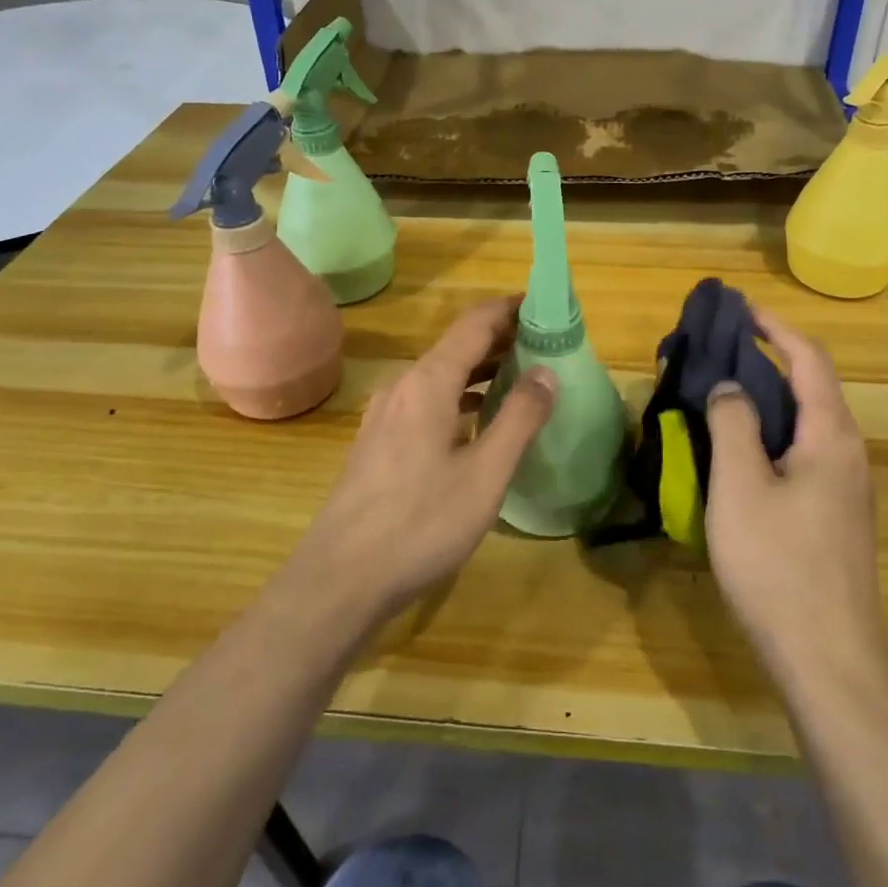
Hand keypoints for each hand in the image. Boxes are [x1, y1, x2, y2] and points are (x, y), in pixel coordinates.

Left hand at [287, 296, 556, 625]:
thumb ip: (519, 418)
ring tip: (523, 379)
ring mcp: (386, 413)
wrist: (340, 578)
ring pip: (442, 375)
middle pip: (458, 345)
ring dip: (482, 370)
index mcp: (428, 381)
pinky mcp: (379, 440)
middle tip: (547, 347)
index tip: (547, 307)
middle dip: (502, 339)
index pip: (475, 323)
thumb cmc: (420, 523)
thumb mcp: (485, 474)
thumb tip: (546, 371)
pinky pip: (428, 400)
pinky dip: (461, 396)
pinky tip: (480, 421)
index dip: (511, 309)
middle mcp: (403, 385)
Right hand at [703, 307, 887, 691]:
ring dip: (767, 399)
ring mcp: (846, 489)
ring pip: (805, 423)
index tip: (737, 308)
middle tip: (717, 352)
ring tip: (721, 394)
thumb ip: (733, 425)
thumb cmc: (779, 566)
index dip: (774, 326)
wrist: (829, 660)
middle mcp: (848, 454)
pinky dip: (771, 434)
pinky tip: (738, 453)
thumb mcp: (741, 487)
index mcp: (832, 436)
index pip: (808, 359)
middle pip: (810, 387)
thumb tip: (730, 386)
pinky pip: (802, 453)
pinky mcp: (835, 517)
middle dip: (767, 359)